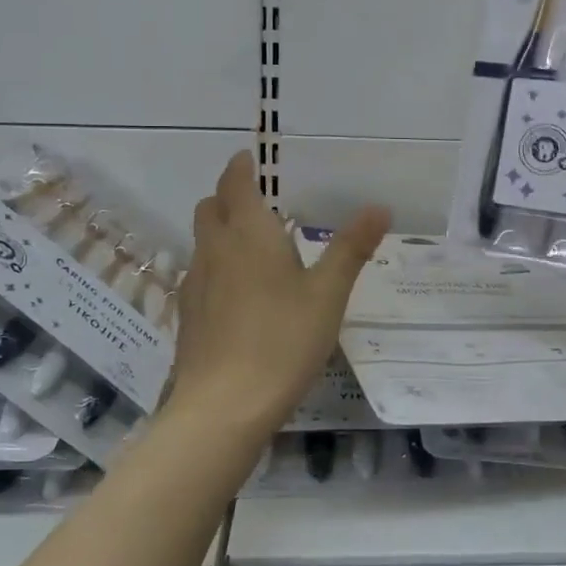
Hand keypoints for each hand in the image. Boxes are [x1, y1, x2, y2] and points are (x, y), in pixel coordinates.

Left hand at [172, 151, 389, 431]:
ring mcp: (195, 283)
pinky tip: (237, 295)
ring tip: (253, 249)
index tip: (249, 159)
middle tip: (258, 204)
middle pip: (210, 207)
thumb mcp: (328, 294)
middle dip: (229, 197)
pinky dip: (215, 267)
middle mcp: (215, 249)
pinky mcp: (187, 315)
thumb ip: (351, 248)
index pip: (235, 183)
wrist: (223, 406)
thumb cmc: (282, 341)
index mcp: (249, 234)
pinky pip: (199, 274)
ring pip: (202, 242)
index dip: (240, 167)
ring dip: (221, 232)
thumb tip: (379, 207)